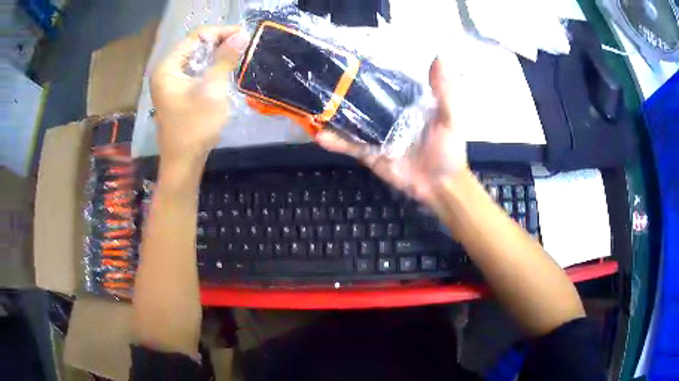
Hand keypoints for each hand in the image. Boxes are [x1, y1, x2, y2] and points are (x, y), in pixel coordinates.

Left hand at [151, 26, 248, 165]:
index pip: (195, 37)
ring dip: (216, 55)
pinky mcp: (177, 93)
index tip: (244, 33)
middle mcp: (166, 71)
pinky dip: (210, 69)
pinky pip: (195, 72)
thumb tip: (241, 34)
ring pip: (196, 59)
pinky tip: (224, 71)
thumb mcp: (212, 90)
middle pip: (194, 47)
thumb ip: (224, 59)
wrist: (183, 163)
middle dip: (219, 43)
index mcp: (168, 67)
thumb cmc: (194, 127)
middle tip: (243, 44)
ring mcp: (170, 83)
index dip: (220, 32)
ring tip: (237, 55)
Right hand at [316, 59, 467, 206]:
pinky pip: (351, 146)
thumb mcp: (450, 117)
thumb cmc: (449, 150)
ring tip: (312, 104)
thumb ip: (443, 91)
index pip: (384, 84)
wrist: (441, 186)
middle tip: (320, 78)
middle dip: (343, 92)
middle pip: (363, 102)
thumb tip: (438, 57)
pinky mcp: (370, 154)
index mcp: (406, 104)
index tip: (348, 58)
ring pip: (352, 123)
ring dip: (333, 115)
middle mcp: (388, 117)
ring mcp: (376, 136)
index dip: (369, 73)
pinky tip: (320, 136)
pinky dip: (335, 142)